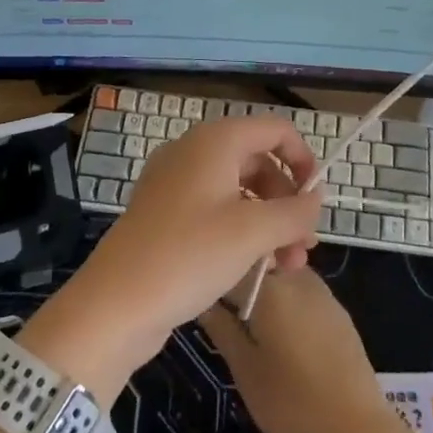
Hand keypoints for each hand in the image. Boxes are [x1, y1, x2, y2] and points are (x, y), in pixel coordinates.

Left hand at [22, 117, 321, 403]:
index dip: (303, 159)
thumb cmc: (189, 255)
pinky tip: (254, 267)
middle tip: (305, 247)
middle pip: (257, 161)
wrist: (115, 303)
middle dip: (287, 201)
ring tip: (286, 267)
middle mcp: (194, 152)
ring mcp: (176, 183)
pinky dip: (241, 230)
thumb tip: (315, 199)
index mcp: (216, 141)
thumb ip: (294, 212)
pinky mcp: (165, 214)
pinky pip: (215, 209)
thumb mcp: (253, 233)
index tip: (317, 200)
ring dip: (268, 221)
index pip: (274, 129)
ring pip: (238, 190)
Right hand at [198, 268, 396, 432]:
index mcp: (270, 286)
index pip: (231, 264)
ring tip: (253, 326)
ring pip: (282, 275)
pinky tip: (284, 335)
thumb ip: (222, 328)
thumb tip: (203, 301)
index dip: (214, 280)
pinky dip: (287, 302)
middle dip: (240, 282)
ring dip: (265, 290)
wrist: (356, 429)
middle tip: (227, 316)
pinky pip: (302, 291)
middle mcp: (296, 276)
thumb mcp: (244, 369)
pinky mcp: (337, 309)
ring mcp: (321, 290)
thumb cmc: (291, 402)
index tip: (202, 298)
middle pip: (259, 264)